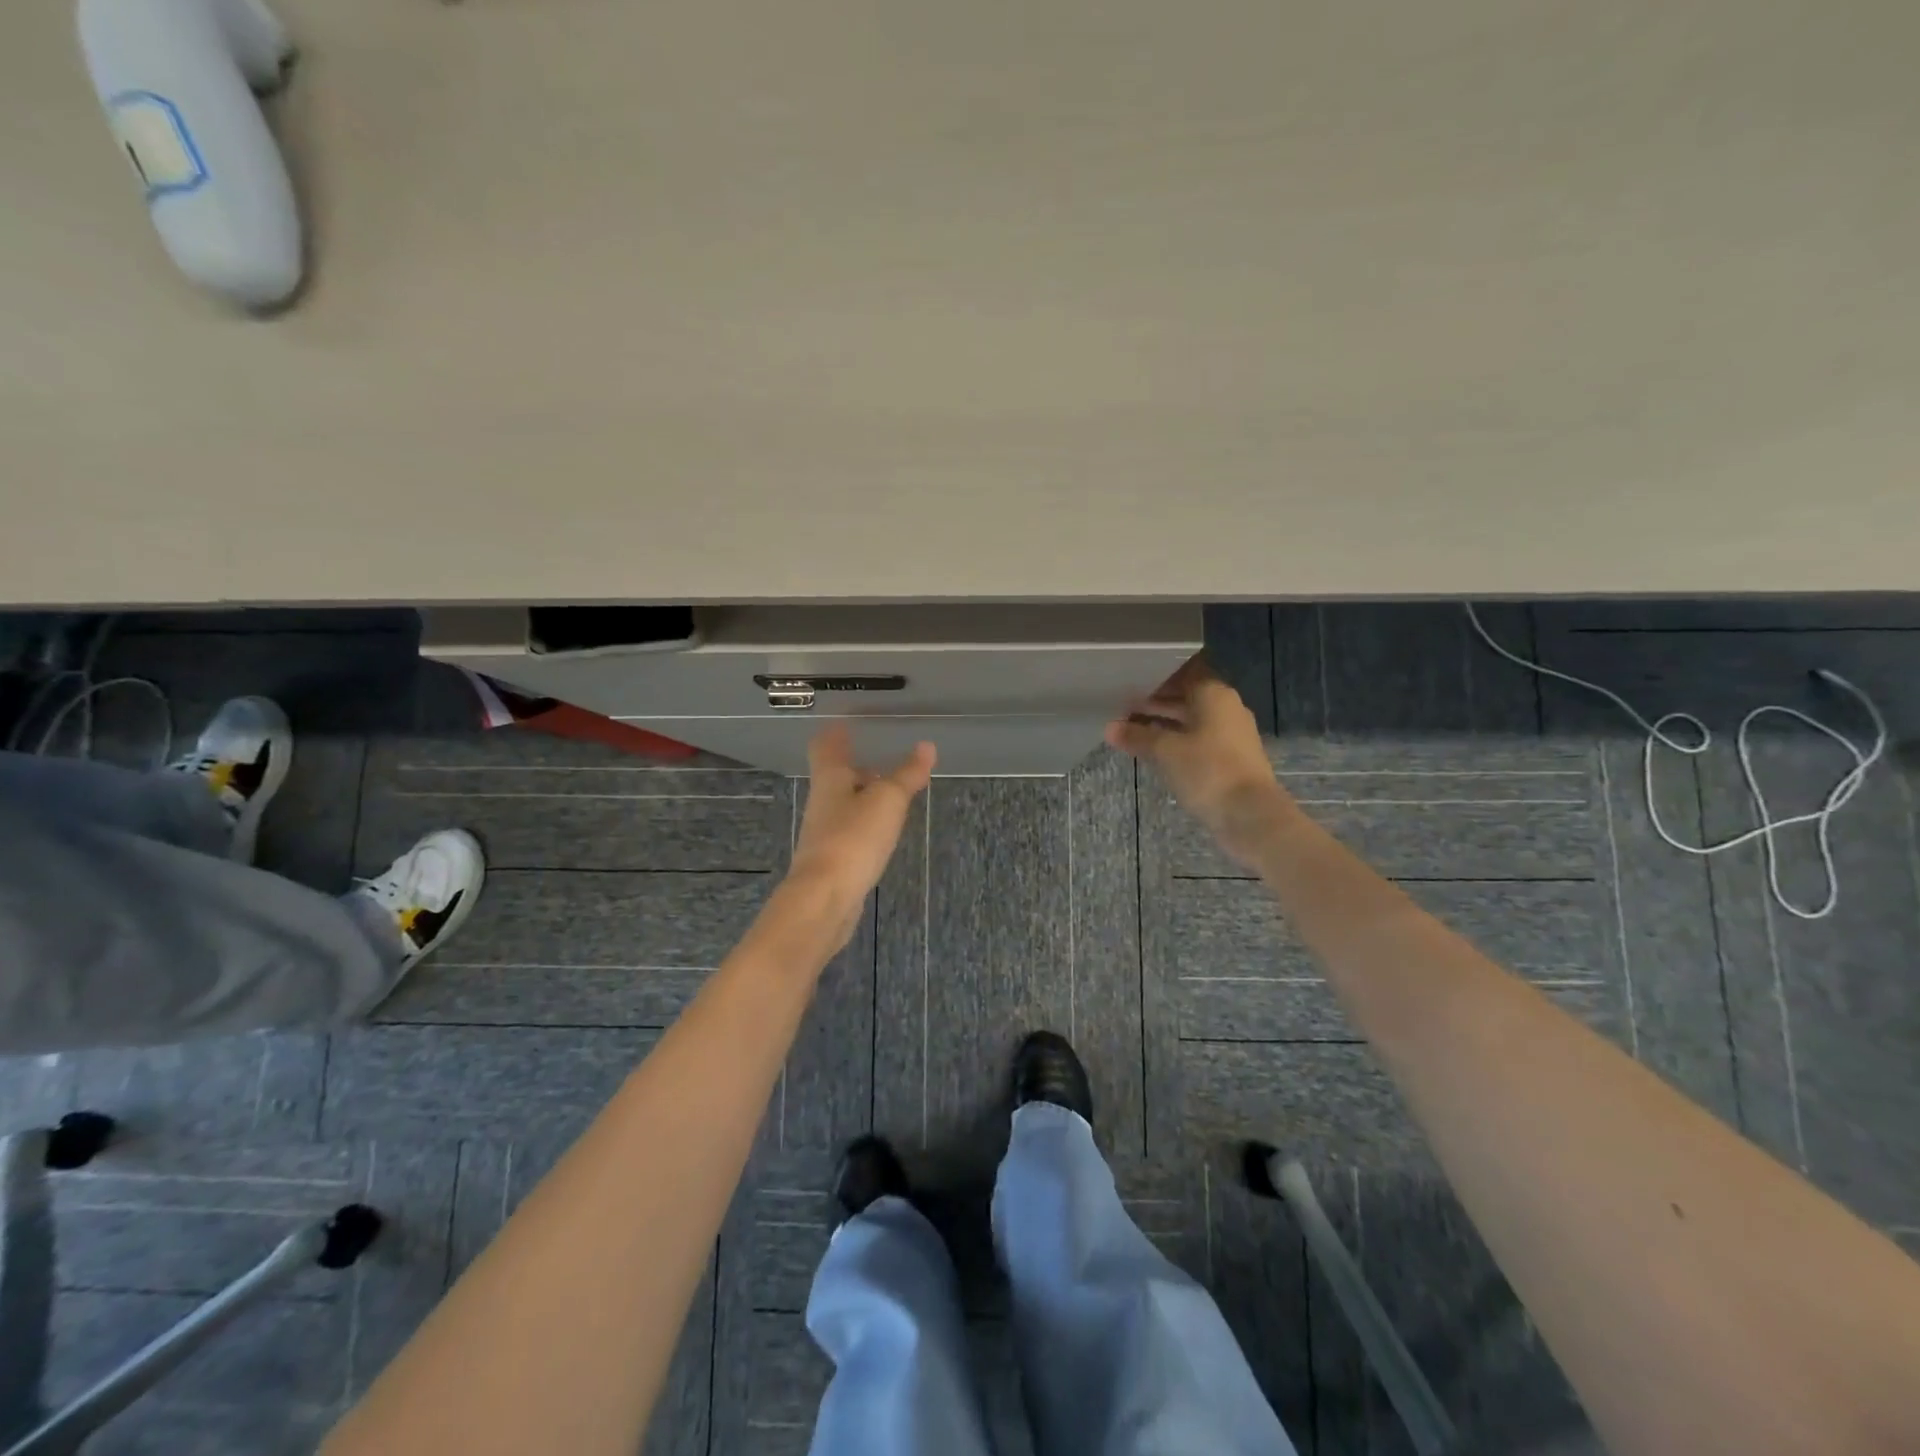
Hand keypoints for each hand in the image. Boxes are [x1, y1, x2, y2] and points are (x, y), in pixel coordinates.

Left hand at [786, 726, 935, 946]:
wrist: (825, 898)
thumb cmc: (853, 838)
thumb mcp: (888, 800)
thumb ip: (907, 774)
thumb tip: (926, 746)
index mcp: (830, 779)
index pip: (826, 747)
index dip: (835, 734)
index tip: (847, 724)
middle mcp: (822, 802)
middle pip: (835, 777)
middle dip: (856, 768)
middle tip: (883, 760)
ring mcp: (824, 832)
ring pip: (844, 805)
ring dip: (863, 798)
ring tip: (891, 796)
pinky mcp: (832, 860)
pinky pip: (850, 832)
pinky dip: (866, 826)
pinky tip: (883, 833)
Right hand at [1106, 657, 1291, 868]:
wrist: (1250, 814)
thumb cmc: (1207, 770)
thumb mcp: (1165, 751)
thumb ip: (1137, 736)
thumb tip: (1110, 728)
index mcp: (1214, 694)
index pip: (1181, 673)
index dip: (1154, 677)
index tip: (1128, 681)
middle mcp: (1226, 707)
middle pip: (1185, 697)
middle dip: (1154, 702)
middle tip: (1121, 706)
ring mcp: (1231, 734)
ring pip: (1190, 720)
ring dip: (1163, 723)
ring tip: (1130, 728)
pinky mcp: (1230, 758)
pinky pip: (1197, 740)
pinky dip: (1175, 740)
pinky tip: (1153, 750)